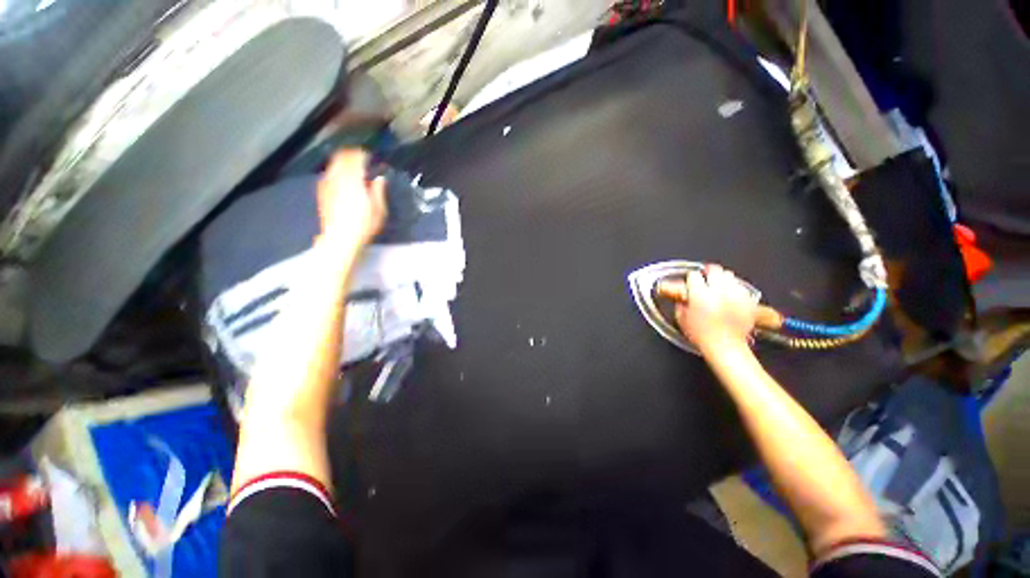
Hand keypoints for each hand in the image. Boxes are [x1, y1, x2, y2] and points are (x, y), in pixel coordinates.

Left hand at [316, 149, 386, 245]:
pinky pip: (328, 174)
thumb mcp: (379, 209)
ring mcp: (327, 184)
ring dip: (343, 163)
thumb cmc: (363, 225)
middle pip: (341, 157)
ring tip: (352, 170)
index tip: (370, 157)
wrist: (340, 238)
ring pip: (333, 164)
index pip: (355, 157)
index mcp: (353, 180)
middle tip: (361, 160)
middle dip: (351, 155)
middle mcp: (337, 177)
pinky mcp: (322, 192)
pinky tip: (343, 182)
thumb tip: (379, 178)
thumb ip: (378, 191)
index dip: (363, 154)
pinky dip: (336, 172)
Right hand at [674, 264, 756, 354]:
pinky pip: (741, 287)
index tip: (691, 281)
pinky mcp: (747, 301)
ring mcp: (734, 295)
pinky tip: (731, 294)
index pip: (694, 276)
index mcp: (699, 295)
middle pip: (714, 270)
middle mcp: (718, 292)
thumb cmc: (703, 336)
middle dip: (708, 272)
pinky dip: (735, 288)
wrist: (725, 347)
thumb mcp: (682, 320)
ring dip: (723, 278)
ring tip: (719, 284)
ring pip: (729, 275)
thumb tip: (682, 299)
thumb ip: (681, 306)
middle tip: (705, 276)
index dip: (691, 278)